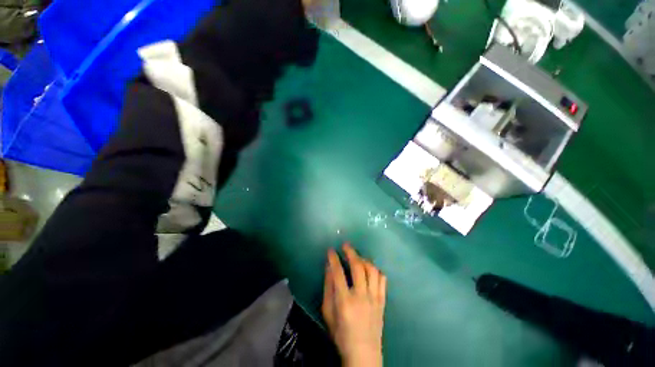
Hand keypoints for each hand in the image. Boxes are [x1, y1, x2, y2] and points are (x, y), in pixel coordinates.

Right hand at [322, 244, 386, 366]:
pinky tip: (370, 269)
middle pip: (358, 267)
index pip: (338, 273)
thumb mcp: (328, 313)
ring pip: (372, 270)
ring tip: (357, 256)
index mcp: (345, 301)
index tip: (331, 250)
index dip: (334, 259)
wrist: (363, 353)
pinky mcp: (382, 301)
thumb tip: (329, 268)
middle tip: (345, 245)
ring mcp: (374, 298)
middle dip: (351, 252)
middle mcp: (361, 296)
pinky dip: (376, 270)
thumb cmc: (341, 334)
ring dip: (364, 259)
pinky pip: (382, 280)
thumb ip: (328, 289)